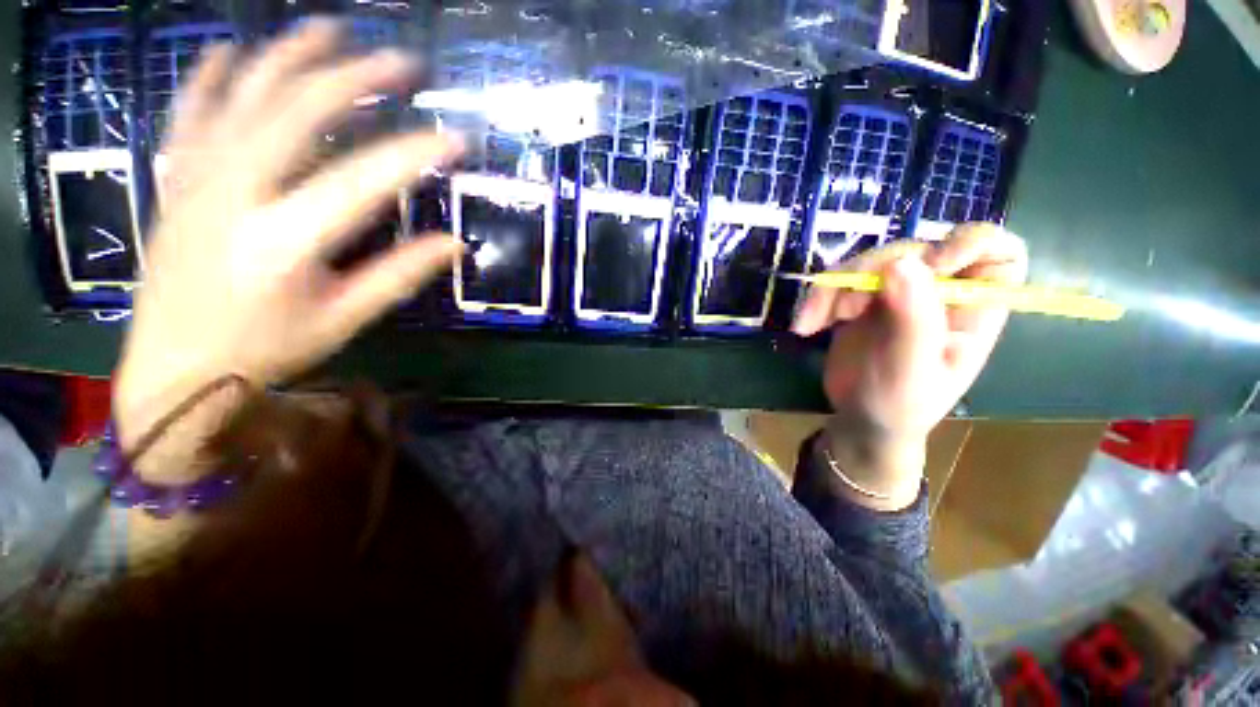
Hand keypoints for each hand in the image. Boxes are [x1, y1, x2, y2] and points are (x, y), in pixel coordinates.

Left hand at [114, 20, 461, 478]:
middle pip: (298, 113)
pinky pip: (190, 114)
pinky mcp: (175, 181)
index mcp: (285, 241)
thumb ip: (400, 275)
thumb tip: (455, 246)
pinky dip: (213, 77)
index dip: (416, 155)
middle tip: (401, 64)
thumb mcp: (345, 319)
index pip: (364, 181)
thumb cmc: (266, 350)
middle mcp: (235, 195)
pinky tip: (234, 51)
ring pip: (244, 97)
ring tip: (330, 30)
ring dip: (290, 57)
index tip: (456, 138)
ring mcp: (196, 180)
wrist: (173, 369)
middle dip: (355, 79)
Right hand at [791, 224, 1027, 508]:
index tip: (929, 266)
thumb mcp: (911, 370)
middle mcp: (938, 292)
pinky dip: (817, 298)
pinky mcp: (862, 300)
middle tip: (847, 309)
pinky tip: (807, 325)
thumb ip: (914, 320)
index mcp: (973, 308)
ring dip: (835, 288)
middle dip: (873, 272)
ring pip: (870, 261)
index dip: (967, 243)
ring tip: (813, 323)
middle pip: (915, 249)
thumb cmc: (900, 406)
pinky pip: (840, 280)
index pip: (995, 250)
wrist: (860, 420)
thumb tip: (903, 263)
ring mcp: (897, 293)